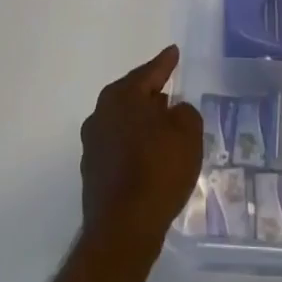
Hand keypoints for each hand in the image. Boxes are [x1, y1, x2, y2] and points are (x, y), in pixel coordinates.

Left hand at [79, 45, 203, 266]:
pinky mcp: (94, 173)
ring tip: (164, 126)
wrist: (124, 229)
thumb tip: (173, 113)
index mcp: (121, 96)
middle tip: (170, 90)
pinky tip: (152, 157)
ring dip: (143, 123)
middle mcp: (101, 114)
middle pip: (132, 96)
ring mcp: (93, 145)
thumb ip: (184, 113)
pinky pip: (120, 147)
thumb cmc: (158, 169)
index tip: (173, 51)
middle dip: (151, 94)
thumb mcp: (187, 132)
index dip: (165, 62)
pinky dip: (136, 147)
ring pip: (124, 123)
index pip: (149, 72)